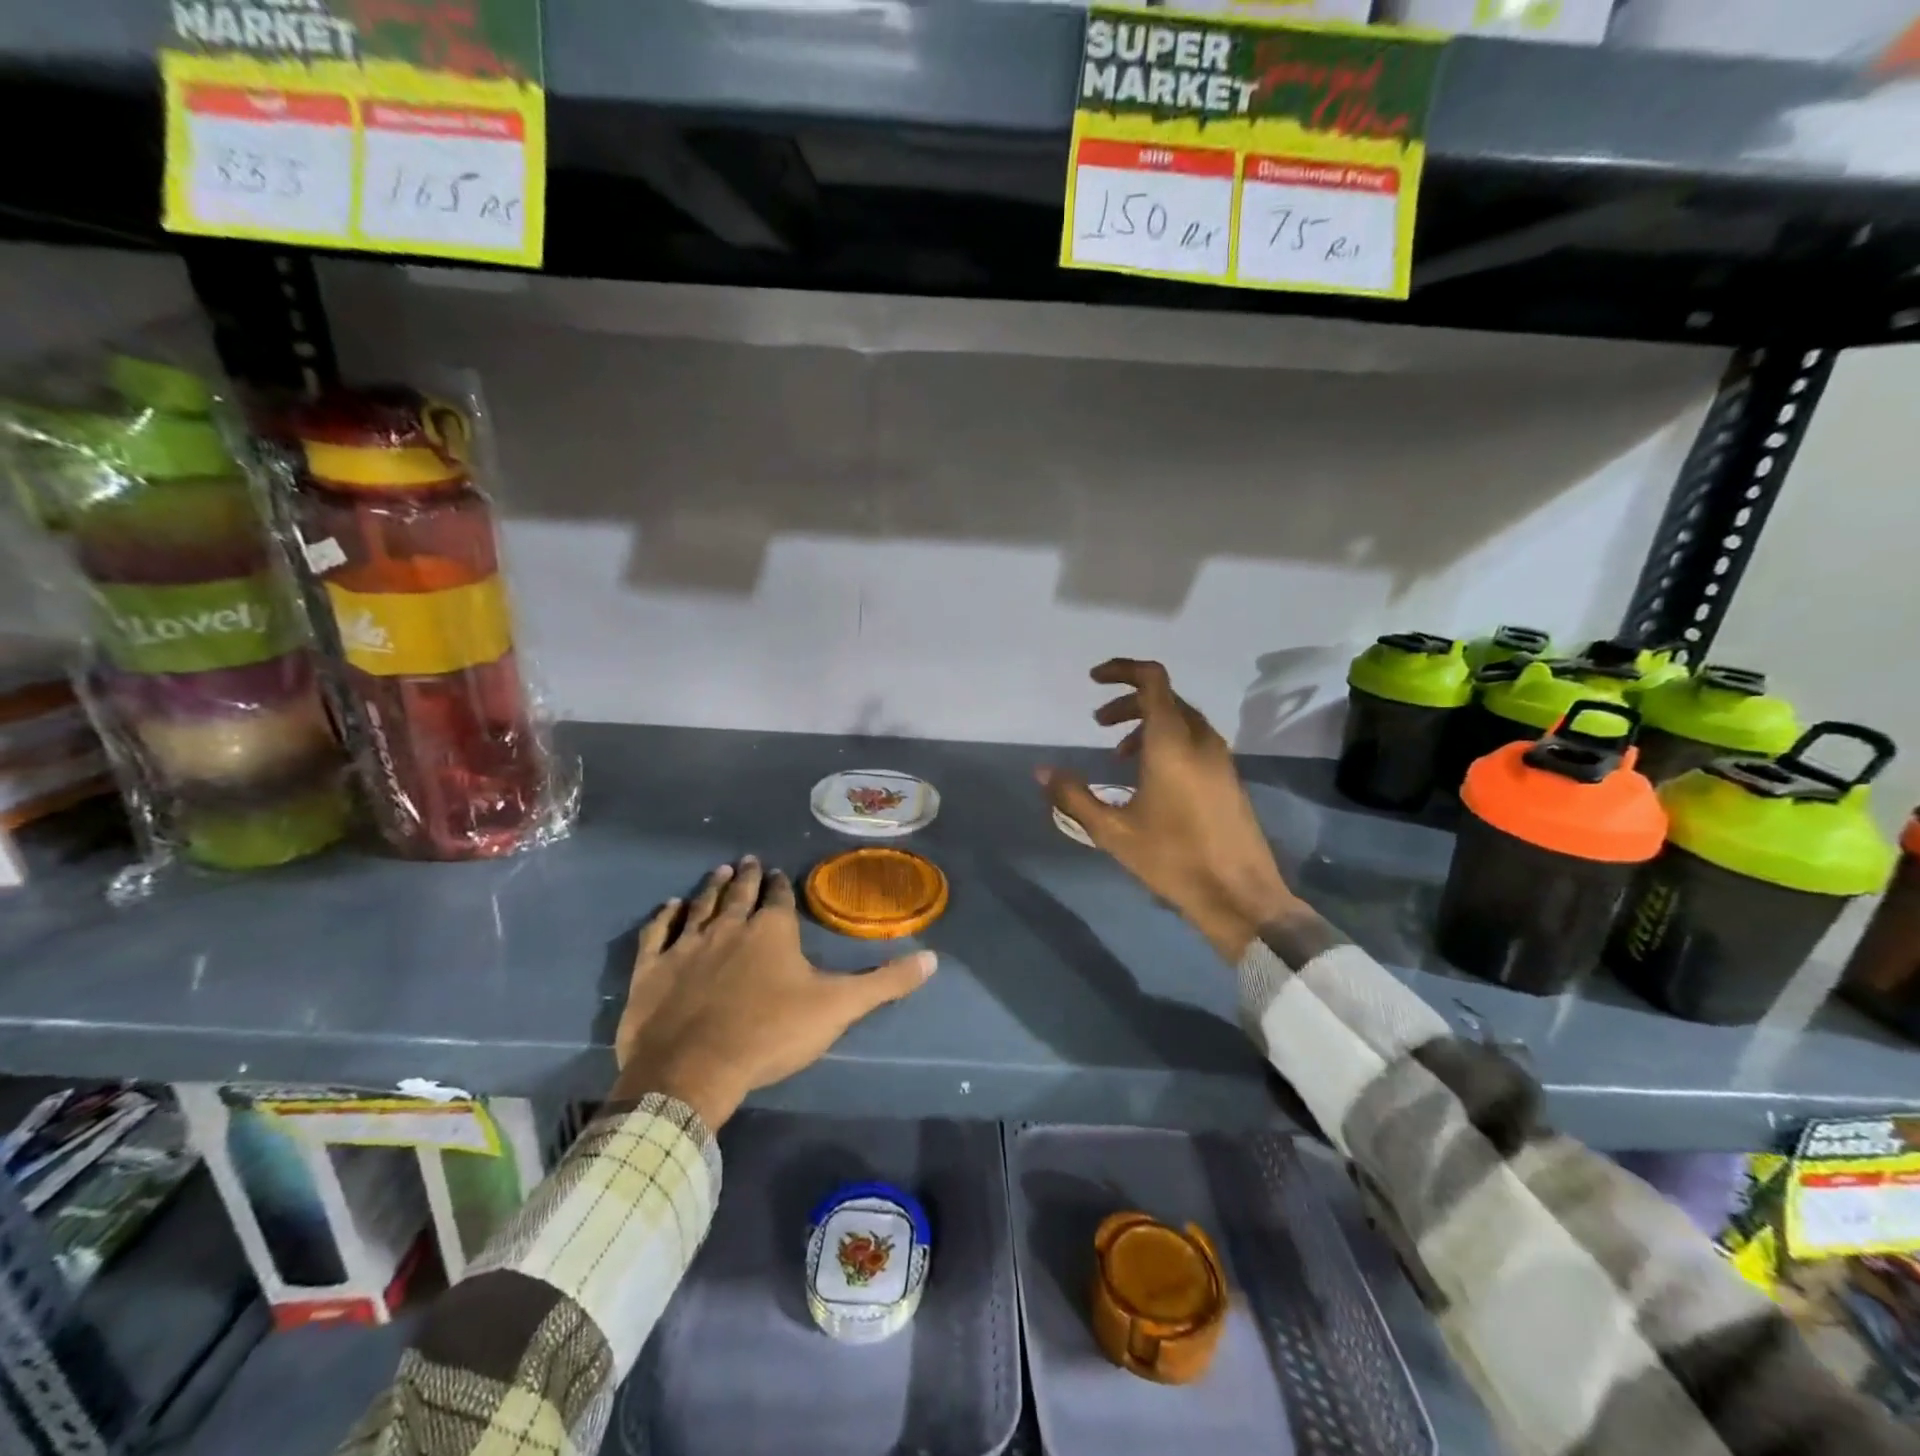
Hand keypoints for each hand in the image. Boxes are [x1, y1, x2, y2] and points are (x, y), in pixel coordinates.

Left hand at [612, 857, 935, 1128]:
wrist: (693, 1070)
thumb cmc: (769, 1034)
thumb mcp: (838, 1008)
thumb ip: (885, 982)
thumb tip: (934, 959)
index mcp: (772, 931)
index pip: (780, 898)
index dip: (783, 886)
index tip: (781, 874)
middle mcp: (729, 927)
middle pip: (740, 893)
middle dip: (749, 876)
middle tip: (750, 860)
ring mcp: (687, 945)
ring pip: (701, 905)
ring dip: (712, 887)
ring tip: (721, 871)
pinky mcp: (653, 969)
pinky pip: (658, 933)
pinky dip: (665, 917)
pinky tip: (670, 906)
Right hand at [1039, 658, 1295, 960]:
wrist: (1240, 895)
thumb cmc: (1173, 859)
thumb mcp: (1113, 831)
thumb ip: (1074, 797)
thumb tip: (1042, 771)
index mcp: (1173, 742)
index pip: (1152, 680)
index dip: (1122, 670)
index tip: (1093, 678)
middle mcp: (1200, 740)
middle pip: (1164, 697)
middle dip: (1128, 702)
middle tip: (1098, 723)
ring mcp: (1220, 758)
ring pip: (1181, 719)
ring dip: (1147, 723)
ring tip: (1119, 754)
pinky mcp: (1228, 777)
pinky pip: (1194, 740)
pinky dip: (1166, 740)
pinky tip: (1149, 777)